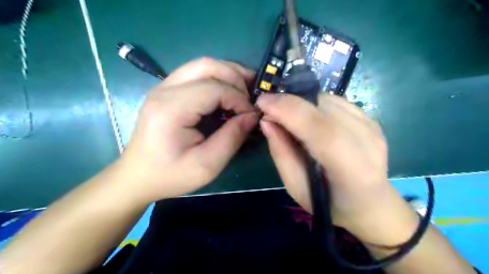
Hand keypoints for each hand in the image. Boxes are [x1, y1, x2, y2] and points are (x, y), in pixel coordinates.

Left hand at [119, 58, 258, 202]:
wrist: (138, 176)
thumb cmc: (171, 175)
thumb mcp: (207, 164)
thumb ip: (232, 138)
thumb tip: (252, 116)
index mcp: (171, 109)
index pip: (214, 89)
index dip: (239, 99)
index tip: (251, 115)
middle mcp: (164, 90)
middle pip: (207, 66)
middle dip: (235, 77)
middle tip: (251, 96)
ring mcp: (163, 87)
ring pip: (201, 65)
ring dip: (227, 73)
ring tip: (245, 87)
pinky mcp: (166, 91)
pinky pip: (195, 73)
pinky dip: (216, 77)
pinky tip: (227, 89)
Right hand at [257, 93, 413, 240]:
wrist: (371, 203)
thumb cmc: (330, 203)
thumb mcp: (296, 188)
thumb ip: (281, 153)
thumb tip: (267, 121)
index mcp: (352, 169)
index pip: (319, 129)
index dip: (288, 110)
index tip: (262, 102)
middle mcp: (367, 142)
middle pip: (323, 108)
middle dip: (289, 103)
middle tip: (269, 109)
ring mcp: (373, 128)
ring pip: (327, 100)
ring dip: (301, 103)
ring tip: (289, 117)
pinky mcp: (372, 120)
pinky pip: (336, 101)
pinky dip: (315, 105)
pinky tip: (310, 119)